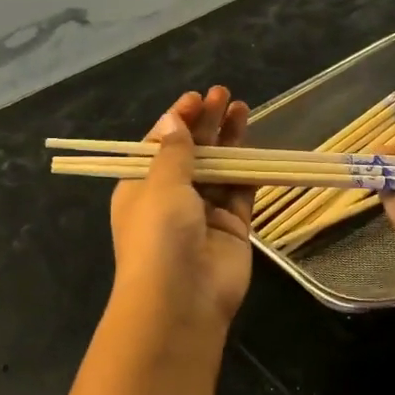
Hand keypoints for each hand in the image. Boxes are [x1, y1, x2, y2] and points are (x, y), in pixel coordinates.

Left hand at [109, 86, 254, 326]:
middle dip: (206, 123)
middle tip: (224, 94)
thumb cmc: (159, 234)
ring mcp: (204, 214)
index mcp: (140, 187)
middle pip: (192, 153)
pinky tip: (254, 145)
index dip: (178, 120)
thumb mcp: (160, 184)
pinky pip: (241, 191)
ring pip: (219, 169)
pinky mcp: (233, 227)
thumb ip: (174, 151)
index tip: (196, 98)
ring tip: (242, 108)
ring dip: (229, 140)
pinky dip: (247, 169)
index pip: (159, 146)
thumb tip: (171, 120)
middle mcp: (171, 199)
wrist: (182, 299)